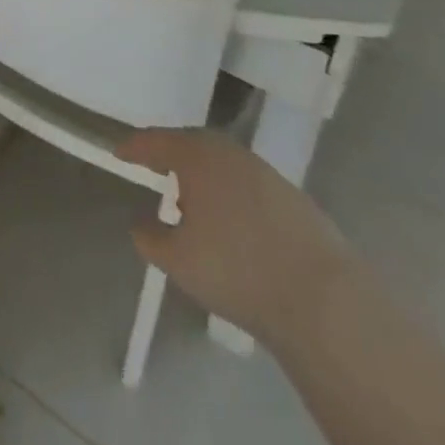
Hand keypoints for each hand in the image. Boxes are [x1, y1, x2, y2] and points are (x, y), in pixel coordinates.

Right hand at [116, 128, 355, 346]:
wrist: (326, 302)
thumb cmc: (236, 271)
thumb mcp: (175, 260)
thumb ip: (149, 237)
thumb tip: (142, 223)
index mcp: (197, 157)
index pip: (156, 141)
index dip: (134, 148)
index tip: (119, 154)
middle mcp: (232, 155)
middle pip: (192, 144)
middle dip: (170, 154)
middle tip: (153, 167)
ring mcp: (268, 175)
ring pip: (224, 164)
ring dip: (203, 174)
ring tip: (190, 198)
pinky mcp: (296, 201)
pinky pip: (248, 185)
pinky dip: (230, 193)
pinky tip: (230, 222)